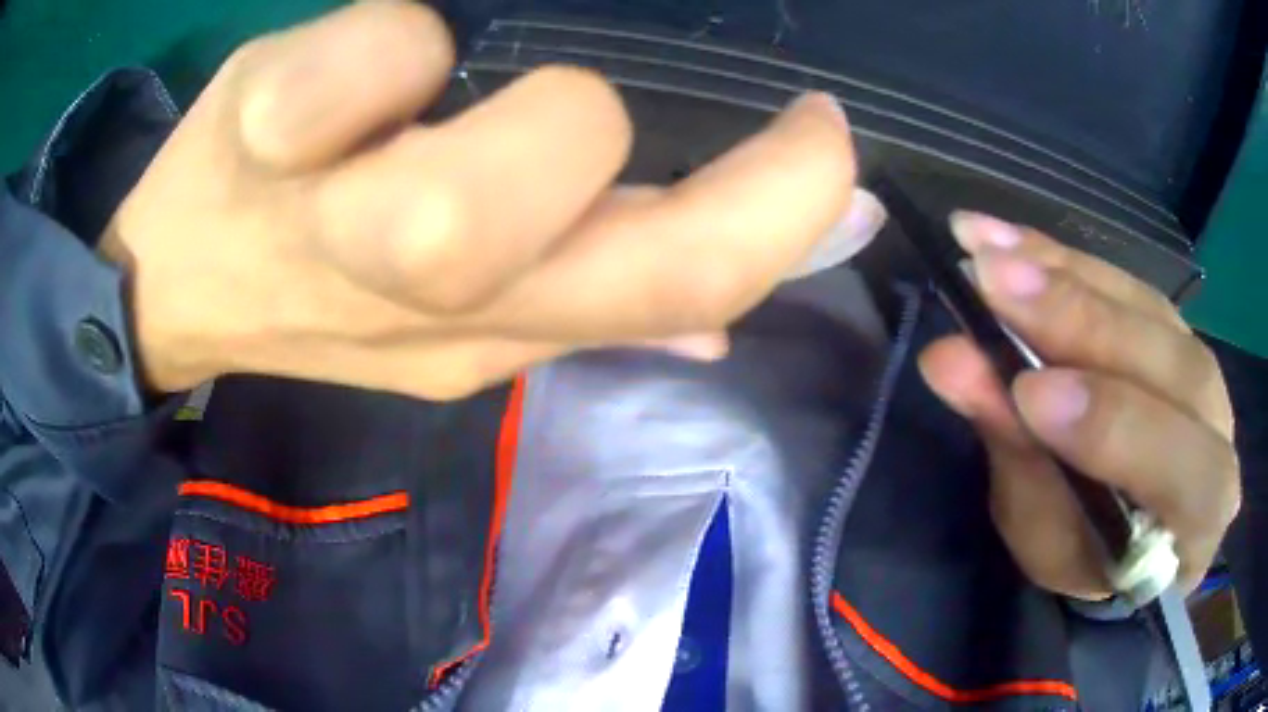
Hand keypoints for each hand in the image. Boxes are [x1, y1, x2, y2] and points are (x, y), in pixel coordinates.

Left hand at [98, 1, 883, 398]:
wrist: (179, 285)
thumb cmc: (304, 292)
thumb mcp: (446, 334)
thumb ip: (590, 310)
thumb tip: (727, 318)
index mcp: (488, 335)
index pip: (678, 291)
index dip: (782, 214)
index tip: (820, 140)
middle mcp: (425, 301)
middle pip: (605, 259)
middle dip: (692, 168)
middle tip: (626, 106)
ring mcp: (328, 221)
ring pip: (467, 199)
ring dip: (530, 118)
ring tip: (460, 88)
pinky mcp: (258, 133)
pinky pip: (365, 64)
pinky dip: (387, 47)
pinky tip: (361, 67)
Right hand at [919, 213, 1239, 597]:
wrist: (1134, 527)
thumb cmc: (1090, 557)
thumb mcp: (1047, 538)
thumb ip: (1020, 458)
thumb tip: (954, 363)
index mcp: (1201, 510)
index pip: (1177, 463)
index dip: (1109, 424)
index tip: (1025, 391)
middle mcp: (1216, 423)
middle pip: (1165, 360)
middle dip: (1078, 320)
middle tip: (990, 280)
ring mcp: (1199, 361)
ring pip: (1142, 305)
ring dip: (1063, 272)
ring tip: (984, 246)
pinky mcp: (1172, 324)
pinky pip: (1125, 282)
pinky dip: (1065, 259)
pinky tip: (1011, 240)